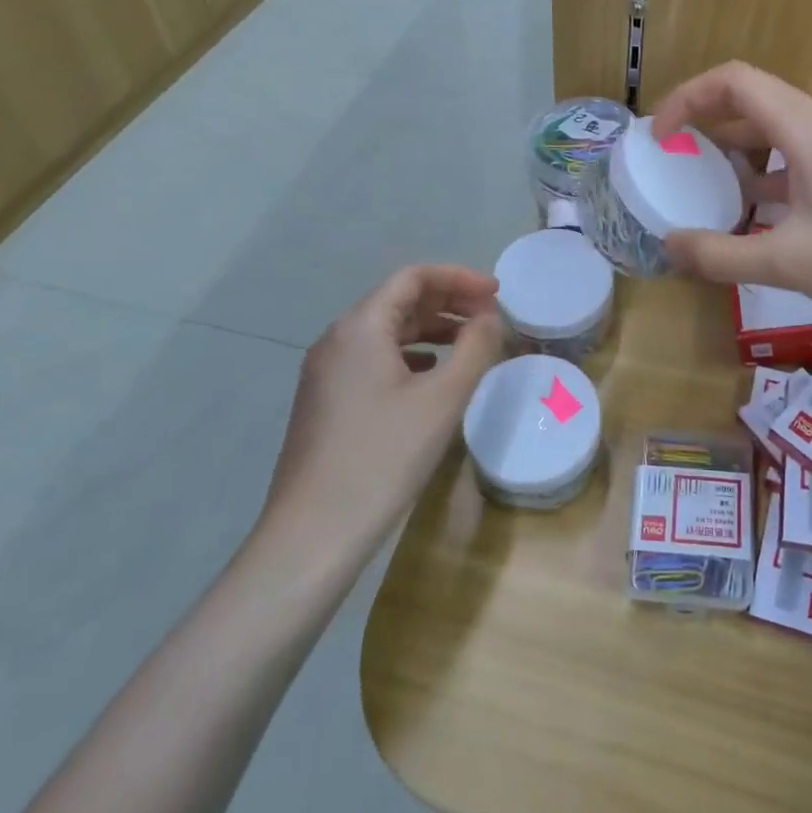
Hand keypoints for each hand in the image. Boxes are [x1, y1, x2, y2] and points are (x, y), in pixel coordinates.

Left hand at [260, 265, 501, 559]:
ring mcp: (327, 373)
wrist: (313, 535)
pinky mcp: (327, 402)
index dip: (459, 278)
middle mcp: (337, 340)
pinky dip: (412, 356)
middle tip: (490, 318)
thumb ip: (474, 347)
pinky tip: (433, 379)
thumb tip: (489, 317)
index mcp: (360, 327)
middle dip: (448, 302)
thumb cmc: (383, 457)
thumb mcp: (442, 398)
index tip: (498, 294)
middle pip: (399, 301)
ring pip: (387, 332)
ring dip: (432, 330)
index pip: (413, 277)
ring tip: (471, 346)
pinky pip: (375, 360)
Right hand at [652, 62, 811, 327]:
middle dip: (705, 123)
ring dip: (735, 152)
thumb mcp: (786, 262)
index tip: (660, 138)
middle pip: (753, 100)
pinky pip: (796, 159)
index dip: (688, 98)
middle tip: (673, 160)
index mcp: (806, 128)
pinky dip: (764, 176)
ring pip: (775, 132)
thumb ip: (719, 254)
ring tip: (705, 187)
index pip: (734, 81)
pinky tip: (751, 216)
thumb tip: (669, 246)